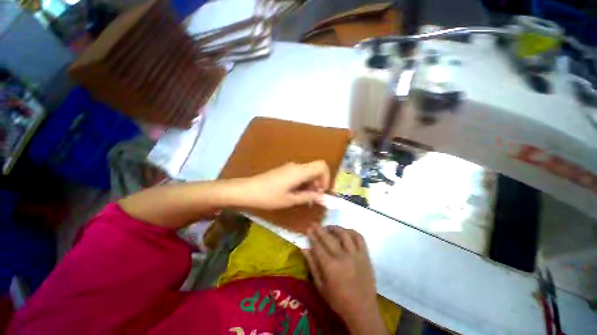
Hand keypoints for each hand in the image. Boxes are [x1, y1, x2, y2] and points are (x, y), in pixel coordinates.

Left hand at [236, 161, 329, 209]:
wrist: (248, 190)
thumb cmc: (269, 196)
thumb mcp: (290, 200)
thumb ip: (308, 197)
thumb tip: (322, 197)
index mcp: (300, 171)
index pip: (322, 166)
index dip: (326, 178)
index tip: (321, 192)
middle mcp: (297, 166)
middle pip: (316, 168)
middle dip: (320, 182)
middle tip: (314, 197)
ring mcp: (290, 167)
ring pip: (309, 171)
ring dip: (312, 183)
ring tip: (306, 197)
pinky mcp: (285, 170)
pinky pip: (301, 173)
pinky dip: (304, 181)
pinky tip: (297, 192)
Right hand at [303, 226, 386, 333]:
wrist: (362, 310)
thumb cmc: (338, 301)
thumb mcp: (321, 287)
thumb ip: (312, 266)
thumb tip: (304, 249)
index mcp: (330, 267)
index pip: (318, 246)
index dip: (312, 236)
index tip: (308, 229)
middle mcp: (343, 257)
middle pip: (329, 238)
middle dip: (320, 229)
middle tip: (315, 223)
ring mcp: (356, 255)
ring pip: (344, 234)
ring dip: (335, 228)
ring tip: (329, 227)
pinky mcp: (365, 256)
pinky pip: (359, 238)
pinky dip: (352, 232)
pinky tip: (346, 232)